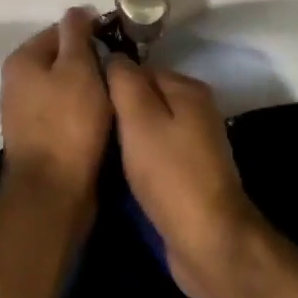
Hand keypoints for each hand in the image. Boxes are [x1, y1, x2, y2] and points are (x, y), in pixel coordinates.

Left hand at [0, 8, 111, 204]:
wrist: (53, 193)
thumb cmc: (68, 123)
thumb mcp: (78, 68)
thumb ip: (77, 34)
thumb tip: (77, 11)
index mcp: (22, 60)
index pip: (60, 30)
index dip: (90, 33)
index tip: (118, 43)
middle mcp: (17, 83)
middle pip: (61, 60)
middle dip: (90, 63)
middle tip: (120, 72)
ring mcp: (25, 114)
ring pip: (65, 88)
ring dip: (89, 90)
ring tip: (117, 96)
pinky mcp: (38, 139)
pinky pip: (65, 114)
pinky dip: (83, 113)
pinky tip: (104, 120)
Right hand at [105, 60, 264, 297]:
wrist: (209, 242)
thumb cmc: (170, 174)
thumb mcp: (139, 119)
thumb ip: (124, 81)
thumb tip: (113, 55)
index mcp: (187, 88)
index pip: (140, 69)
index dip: (112, 82)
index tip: (87, 101)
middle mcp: (196, 109)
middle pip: (146, 98)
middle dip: (120, 112)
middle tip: (91, 128)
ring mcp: (196, 143)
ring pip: (150, 128)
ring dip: (128, 139)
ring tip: (100, 151)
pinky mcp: (191, 174)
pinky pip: (157, 154)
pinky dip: (140, 161)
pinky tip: (121, 174)